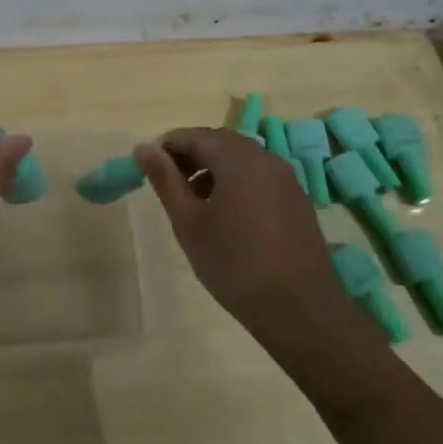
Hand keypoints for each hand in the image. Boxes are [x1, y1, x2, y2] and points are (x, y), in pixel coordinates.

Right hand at [134, 127, 341, 332]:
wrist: (298, 308)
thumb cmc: (232, 262)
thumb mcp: (188, 221)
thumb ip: (165, 179)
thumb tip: (144, 148)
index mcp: (238, 158)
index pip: (195, 135)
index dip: (167, 147)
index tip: (146, 168)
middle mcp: (266, 159)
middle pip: (220, 143)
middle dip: (190, 156)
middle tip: (167, 184)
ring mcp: (287, 180)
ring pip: (241, 160)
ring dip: (212, 170)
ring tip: (192, 203)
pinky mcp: (297, 201)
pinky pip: (259, 178)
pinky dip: (235, 184)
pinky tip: (224, 217)